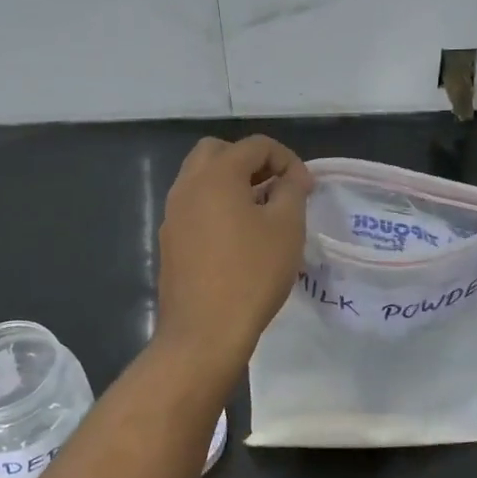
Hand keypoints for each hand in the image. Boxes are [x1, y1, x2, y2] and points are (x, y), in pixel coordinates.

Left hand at [156, 135, 311, 374]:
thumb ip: (292, 190)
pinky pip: (194, 206)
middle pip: (218, 152)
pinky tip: (239, 236)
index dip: (287, 159)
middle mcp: (187, 186)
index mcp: (216, 175)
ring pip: (201, 179)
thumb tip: (292, 177)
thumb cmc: (252, 274)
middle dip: (251, 162)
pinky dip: (217, 206)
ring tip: (262, 211)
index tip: (306, 187)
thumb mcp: (287, 227)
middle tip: (276, 187)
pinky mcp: (170, 240)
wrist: (205, 332)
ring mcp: (173, 214)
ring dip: (232, 183)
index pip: (255, 145)